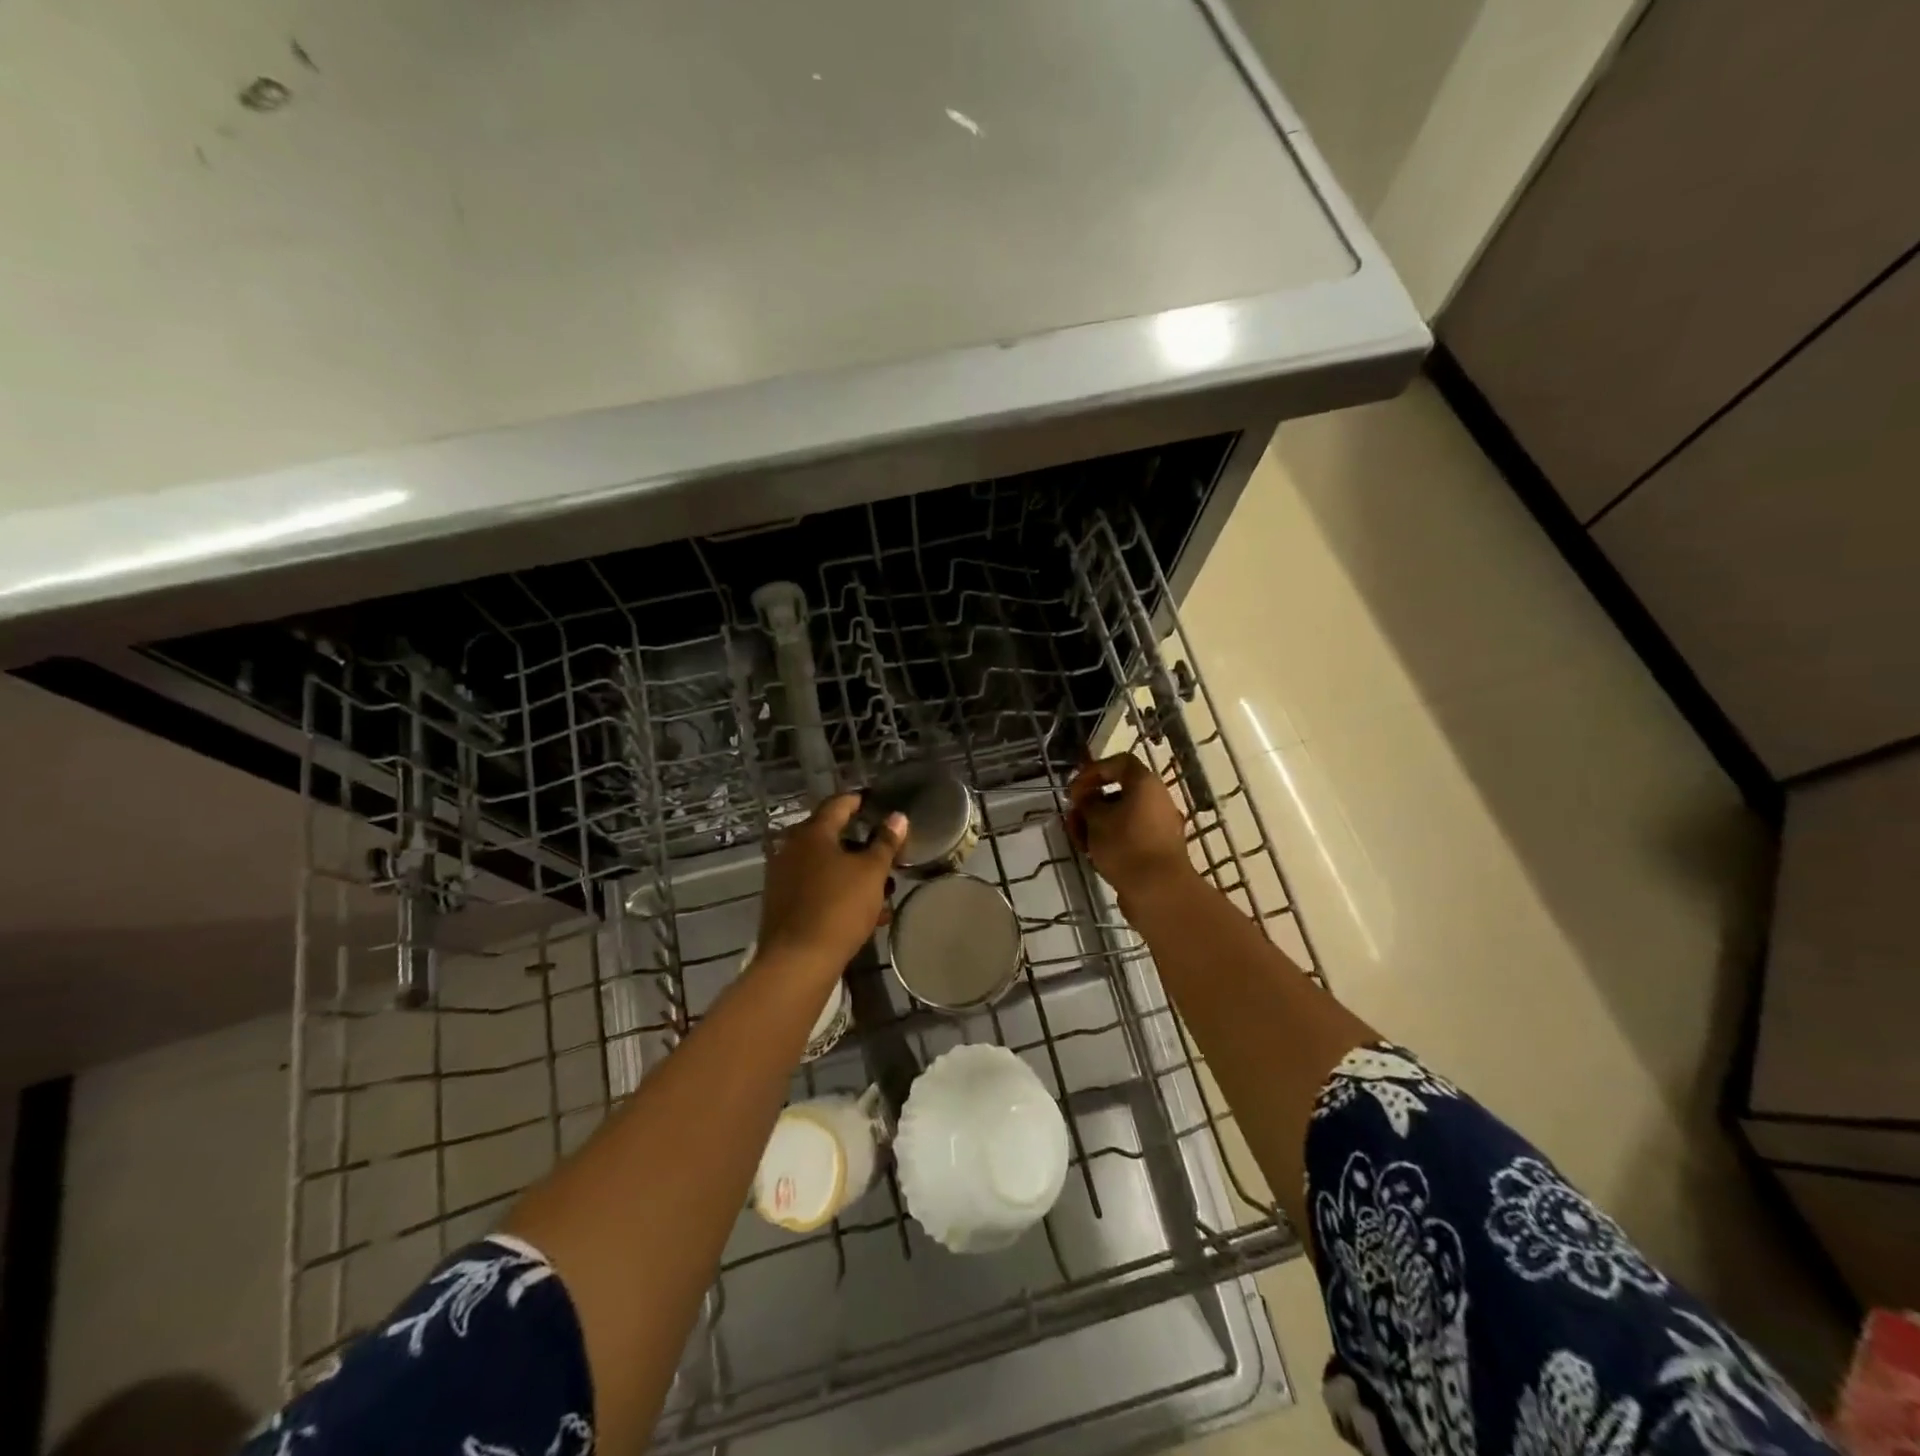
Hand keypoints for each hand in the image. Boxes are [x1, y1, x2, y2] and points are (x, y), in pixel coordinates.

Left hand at [757, 794, 908, 975]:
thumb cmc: (838, 907)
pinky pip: (817, 889)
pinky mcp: (782, 905)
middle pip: (831, 837)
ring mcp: (783, 878)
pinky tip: (864, 913)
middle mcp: (792, 849)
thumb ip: (885, 842)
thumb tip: (898, 817)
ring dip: (853, 873)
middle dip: (860, 844)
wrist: (797, 961)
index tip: (874, 801)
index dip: (858, 800)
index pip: (837, 804)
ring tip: (882, 890)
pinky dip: (839, 893)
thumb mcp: (872, 873)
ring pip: (826, 867)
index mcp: (812, 834)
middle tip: (885, 851)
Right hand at [1065, 754, 1194, 906]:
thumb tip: (1088, 799)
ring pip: (1122, 816)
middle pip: (1119, 792)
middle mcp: (1157, 800)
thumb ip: (1087, 803)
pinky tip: (1094, 854)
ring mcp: (1160, 826)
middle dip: (1091, 803)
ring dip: (1097, 823)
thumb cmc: (1125, 846)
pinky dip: (1111, 839)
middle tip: (1072, 817)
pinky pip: (1130, 835)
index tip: (1075, 790)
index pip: (1119, 763)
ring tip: (1079, 841)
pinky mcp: (1158, 849)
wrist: (1159, 891)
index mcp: (1146, 784)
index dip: (1093, 771)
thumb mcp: (1096, 819)